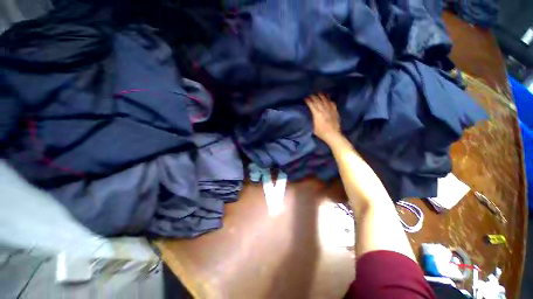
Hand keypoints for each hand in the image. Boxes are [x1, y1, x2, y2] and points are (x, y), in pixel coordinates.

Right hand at [305, 93, 340, 142]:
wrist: (333, 135)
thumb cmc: (321, 132)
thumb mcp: (313, 126)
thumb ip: (313, 118)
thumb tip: (312, 113)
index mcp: (317, 113)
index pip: (311, 104)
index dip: (308, 100)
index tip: (305, 98)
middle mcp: (323, 109)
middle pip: (317, 100)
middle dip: (313, 96)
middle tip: (310, 94)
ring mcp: (330, 109)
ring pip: (325, 99)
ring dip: (321, 95)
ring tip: (318, 93)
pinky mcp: (335, 110)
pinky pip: (332, 102)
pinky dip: (329, 99)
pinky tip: (327, 98)